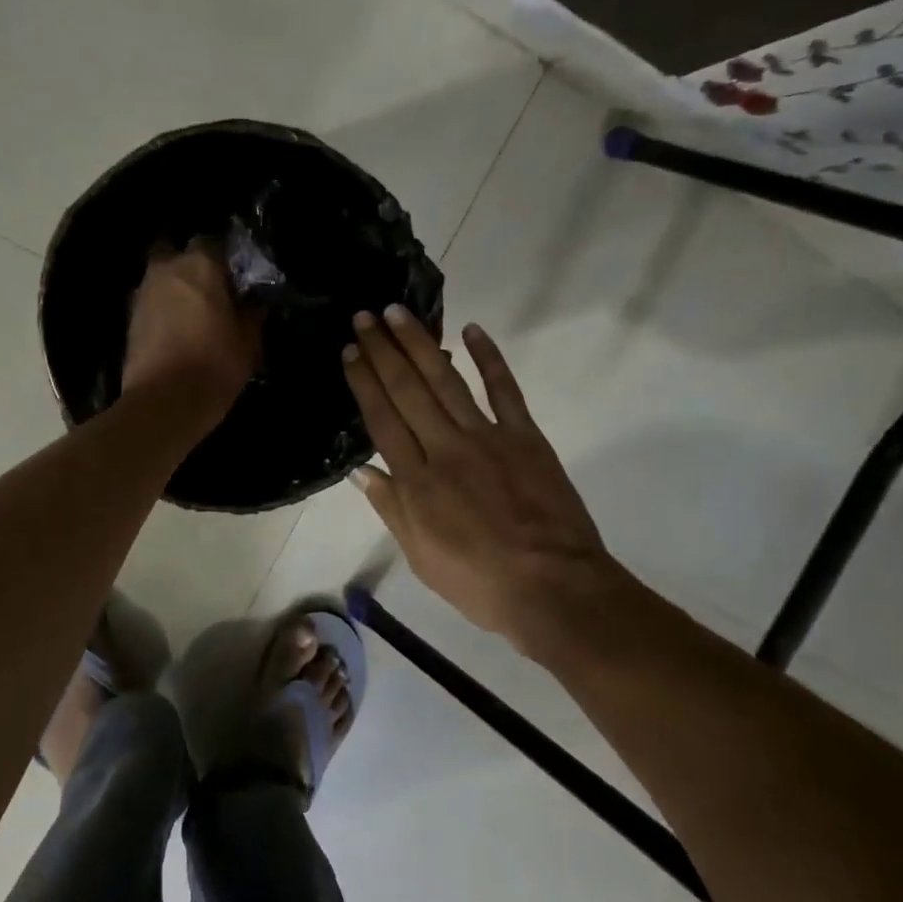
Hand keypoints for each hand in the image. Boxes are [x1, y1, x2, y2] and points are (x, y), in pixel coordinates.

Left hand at [122, 239, 261, 415]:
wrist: (164, 402)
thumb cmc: (215, 365)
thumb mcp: (248, 342)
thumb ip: (251, 314)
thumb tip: (253, 302)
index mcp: (201, 265)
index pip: (214, 241)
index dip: (225, 256)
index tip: (236, 275)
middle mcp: (167, 269)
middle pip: (177, 251)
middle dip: (190, 264)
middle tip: (210, 288)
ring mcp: (143, 292)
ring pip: (160, 277)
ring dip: (174, 287)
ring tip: (193, 312)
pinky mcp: (129, 319)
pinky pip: (150, 302)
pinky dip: (161, 309)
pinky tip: (176, 330)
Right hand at [342, 308, 617, 655]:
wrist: (553, 589)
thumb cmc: (479, 583)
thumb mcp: (420, 557)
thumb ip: (391, 508)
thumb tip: (360, 470)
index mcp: (417, 482)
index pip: (381, 419)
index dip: (363, 382)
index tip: (349, 351)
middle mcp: (445, 449)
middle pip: (407, 390)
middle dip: (382, 350)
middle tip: (365, 316)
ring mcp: (487, 438)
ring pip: (446, 381)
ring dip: (420, 344)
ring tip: (398, 313)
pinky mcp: (525, 436)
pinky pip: (504, 390)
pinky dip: (490, 357)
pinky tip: (472, 330)